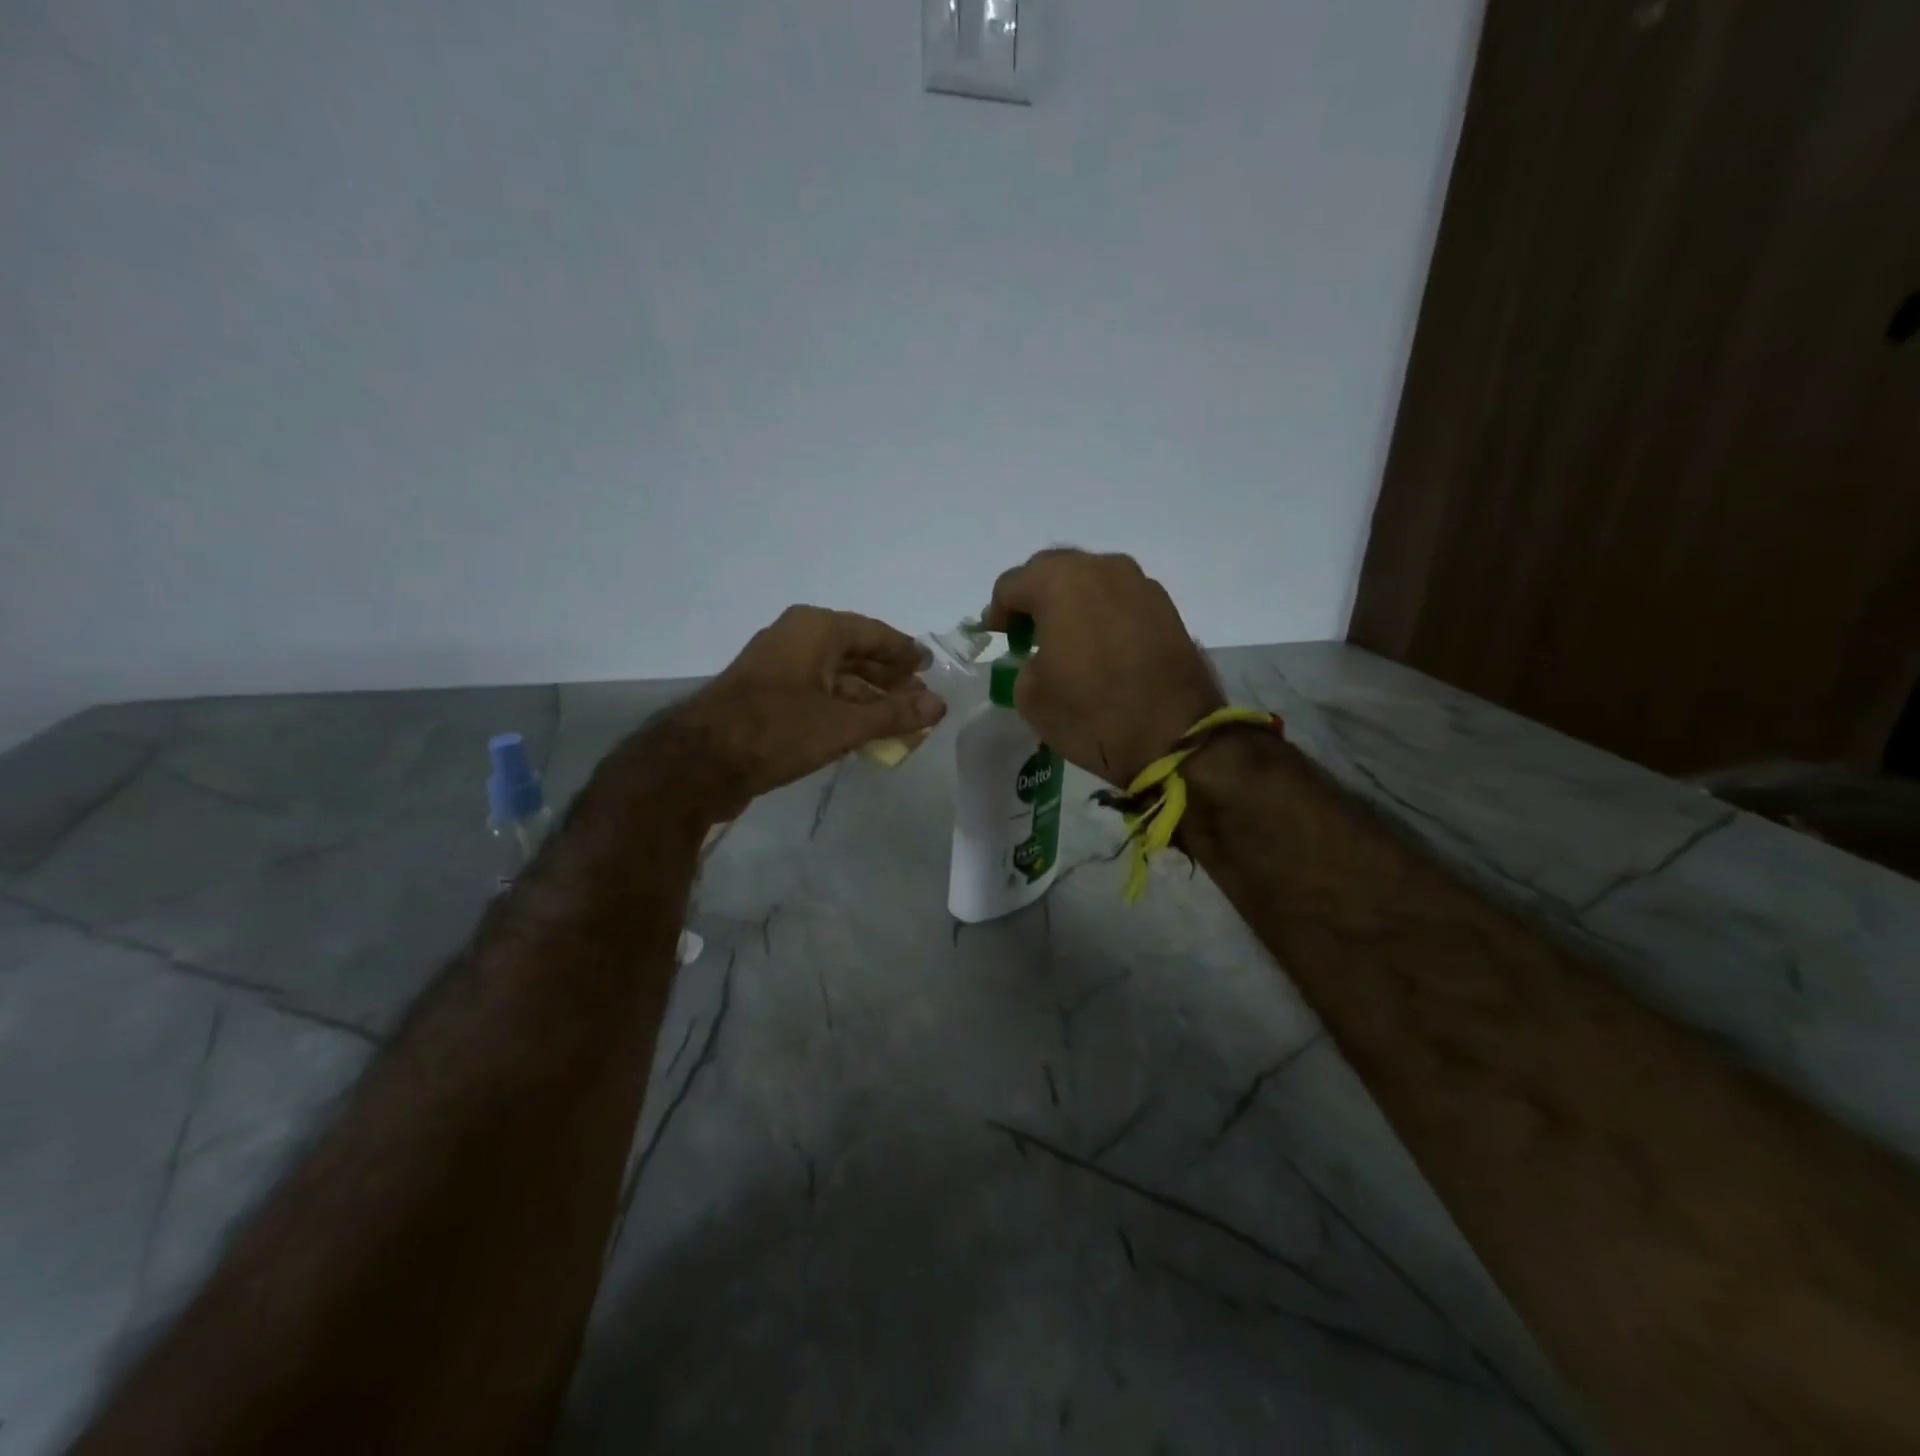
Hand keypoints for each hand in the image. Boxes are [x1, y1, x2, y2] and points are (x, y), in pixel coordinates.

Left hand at [670, 606, 945, 812]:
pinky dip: (842, 708)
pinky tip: (861, 730)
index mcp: (815, 629)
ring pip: (835, 675)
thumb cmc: (777, 730)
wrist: (700, 762)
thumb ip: (894, 714)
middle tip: (919, 696)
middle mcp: (795, 638)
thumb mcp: (843, 724)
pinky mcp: (765, 696)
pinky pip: (816, 693)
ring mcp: (777, 667)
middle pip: (854, 652)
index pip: (873, 632)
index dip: (904, 651)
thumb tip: (940, 705)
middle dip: (888, 676)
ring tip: (898, 718)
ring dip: (867, 696)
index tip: (929, 666)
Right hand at [986, 549, 1222, 785]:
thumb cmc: (1091, 714)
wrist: (1173, 737)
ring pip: (1091, 579)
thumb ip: (1023, 662)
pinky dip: (1103, 613)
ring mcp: (1140, 584)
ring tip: (1067, 637)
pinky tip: (1101, 645)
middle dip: (1035, 597)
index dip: (998, 611)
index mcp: (1059, 583)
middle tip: (1027, 632)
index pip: (1012, 584)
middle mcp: (1101, 569)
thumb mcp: (1031, 696)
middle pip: (1053, 570)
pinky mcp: (1166, 606)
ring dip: (1072, 601)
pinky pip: (1120, 598)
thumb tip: (1039, 656)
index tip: (999, 637)